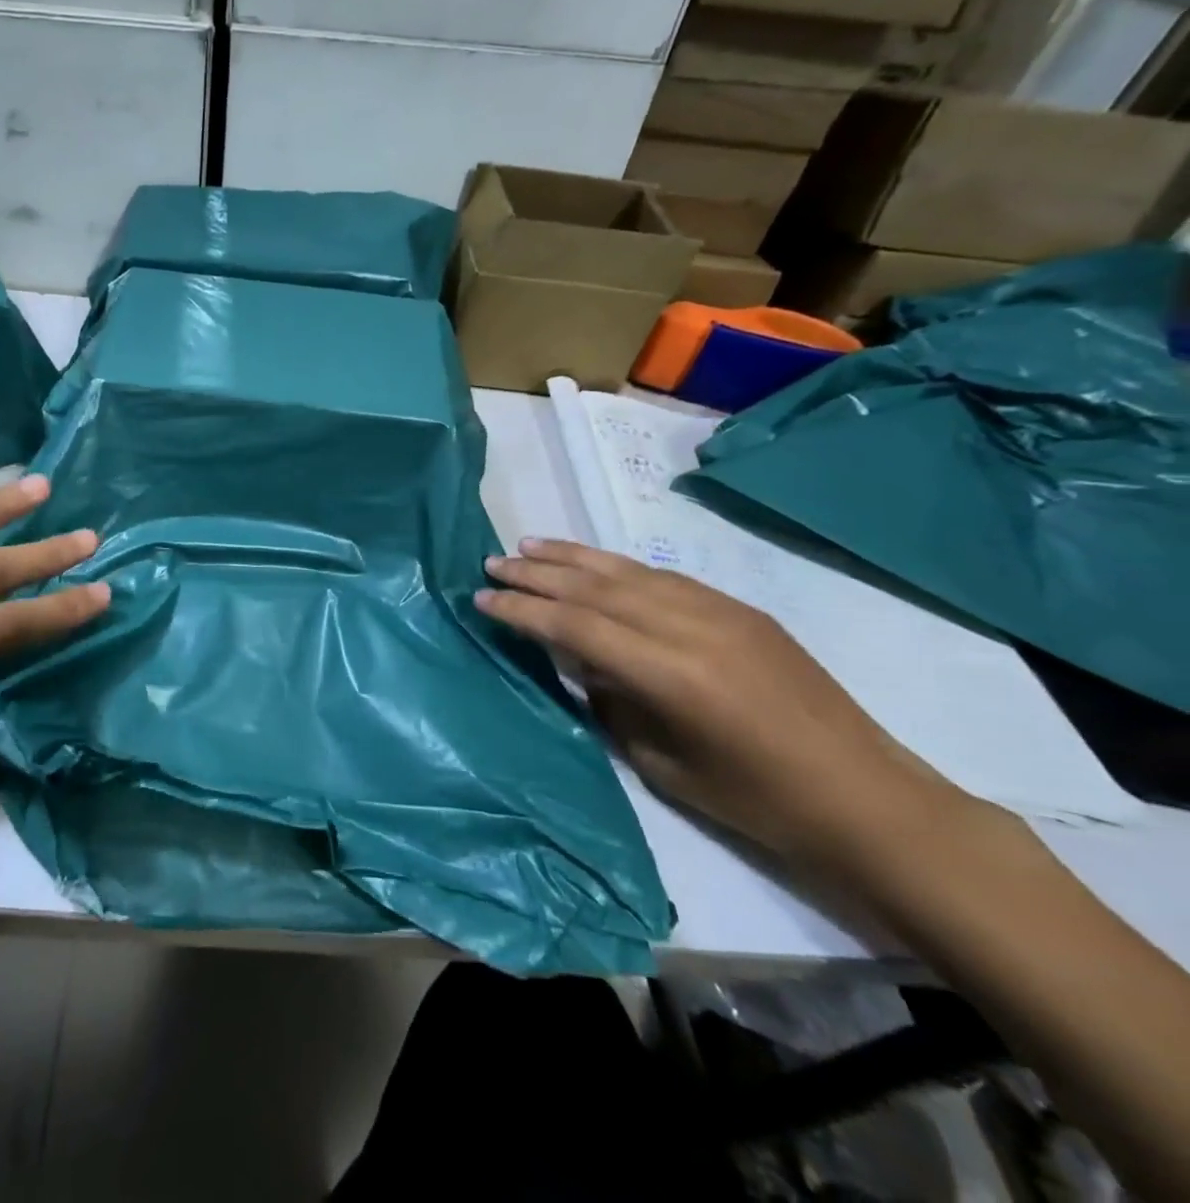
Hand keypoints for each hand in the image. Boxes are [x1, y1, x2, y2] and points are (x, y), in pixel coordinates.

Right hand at [477, 540, 968, 874]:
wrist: (868, 800)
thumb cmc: (757, 802)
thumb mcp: (662, 764)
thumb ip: (612, 703)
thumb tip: (581, 663)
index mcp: (671, 674)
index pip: (575, 625)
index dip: (523, 610)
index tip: (482, 600)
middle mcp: (691, 628)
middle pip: (595, 588)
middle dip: (537, 574)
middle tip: (492, 564)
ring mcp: (720, 612)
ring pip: (627, 571)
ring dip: (573, 558)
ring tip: (529, 547)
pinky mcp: (740, 610)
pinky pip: (662, 577)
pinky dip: (617, 567)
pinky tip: (593, 564)